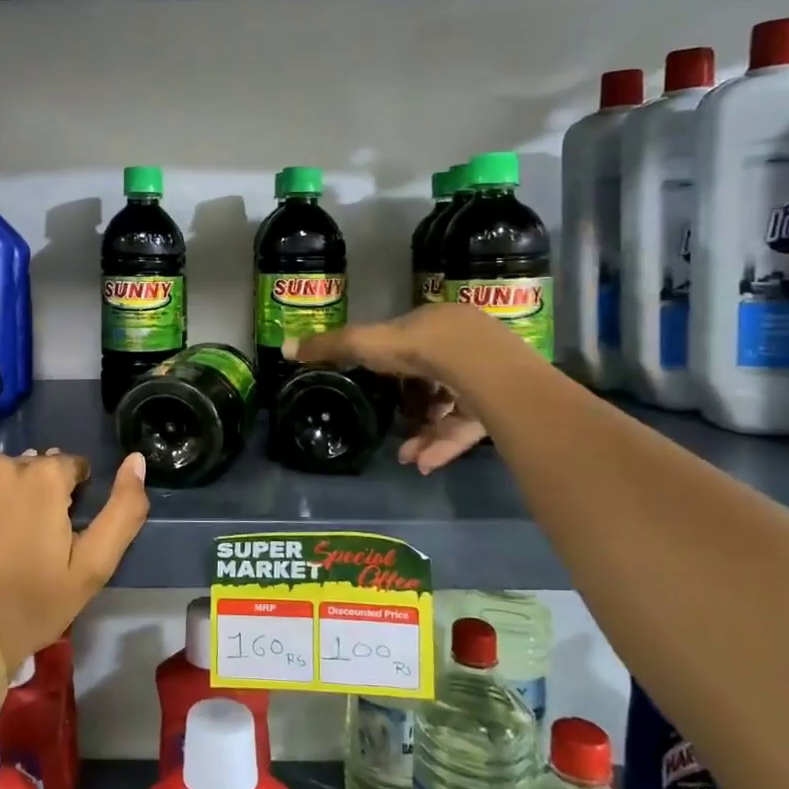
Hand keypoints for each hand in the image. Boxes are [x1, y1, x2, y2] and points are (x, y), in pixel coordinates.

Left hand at [0, 448, 149, 663]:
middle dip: (33, 494)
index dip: (70, 498)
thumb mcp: (93, 566)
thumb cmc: (33, 604)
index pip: (68, 467)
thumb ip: (124, 508)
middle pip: (27, 468)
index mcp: (43, 475)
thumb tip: (137, 459)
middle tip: (25, 542)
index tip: (59, 533)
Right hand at [285, 303, 501, 473]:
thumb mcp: (367, 345)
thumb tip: (284, 348)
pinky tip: (424, 463)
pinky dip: (444, 445)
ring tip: (406, 456)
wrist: (484, 368)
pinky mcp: (504, 405)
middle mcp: (464, 345)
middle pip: (430, 380)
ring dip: (425, 433)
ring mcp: (488, 375)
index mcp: (434, 324)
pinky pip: (468, 427)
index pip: (409, 347)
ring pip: (450, 407)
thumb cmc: (422, 348)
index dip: (390, 372)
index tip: (375, 394)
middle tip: (390, 430)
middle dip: (408, 410)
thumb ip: (330, 347)